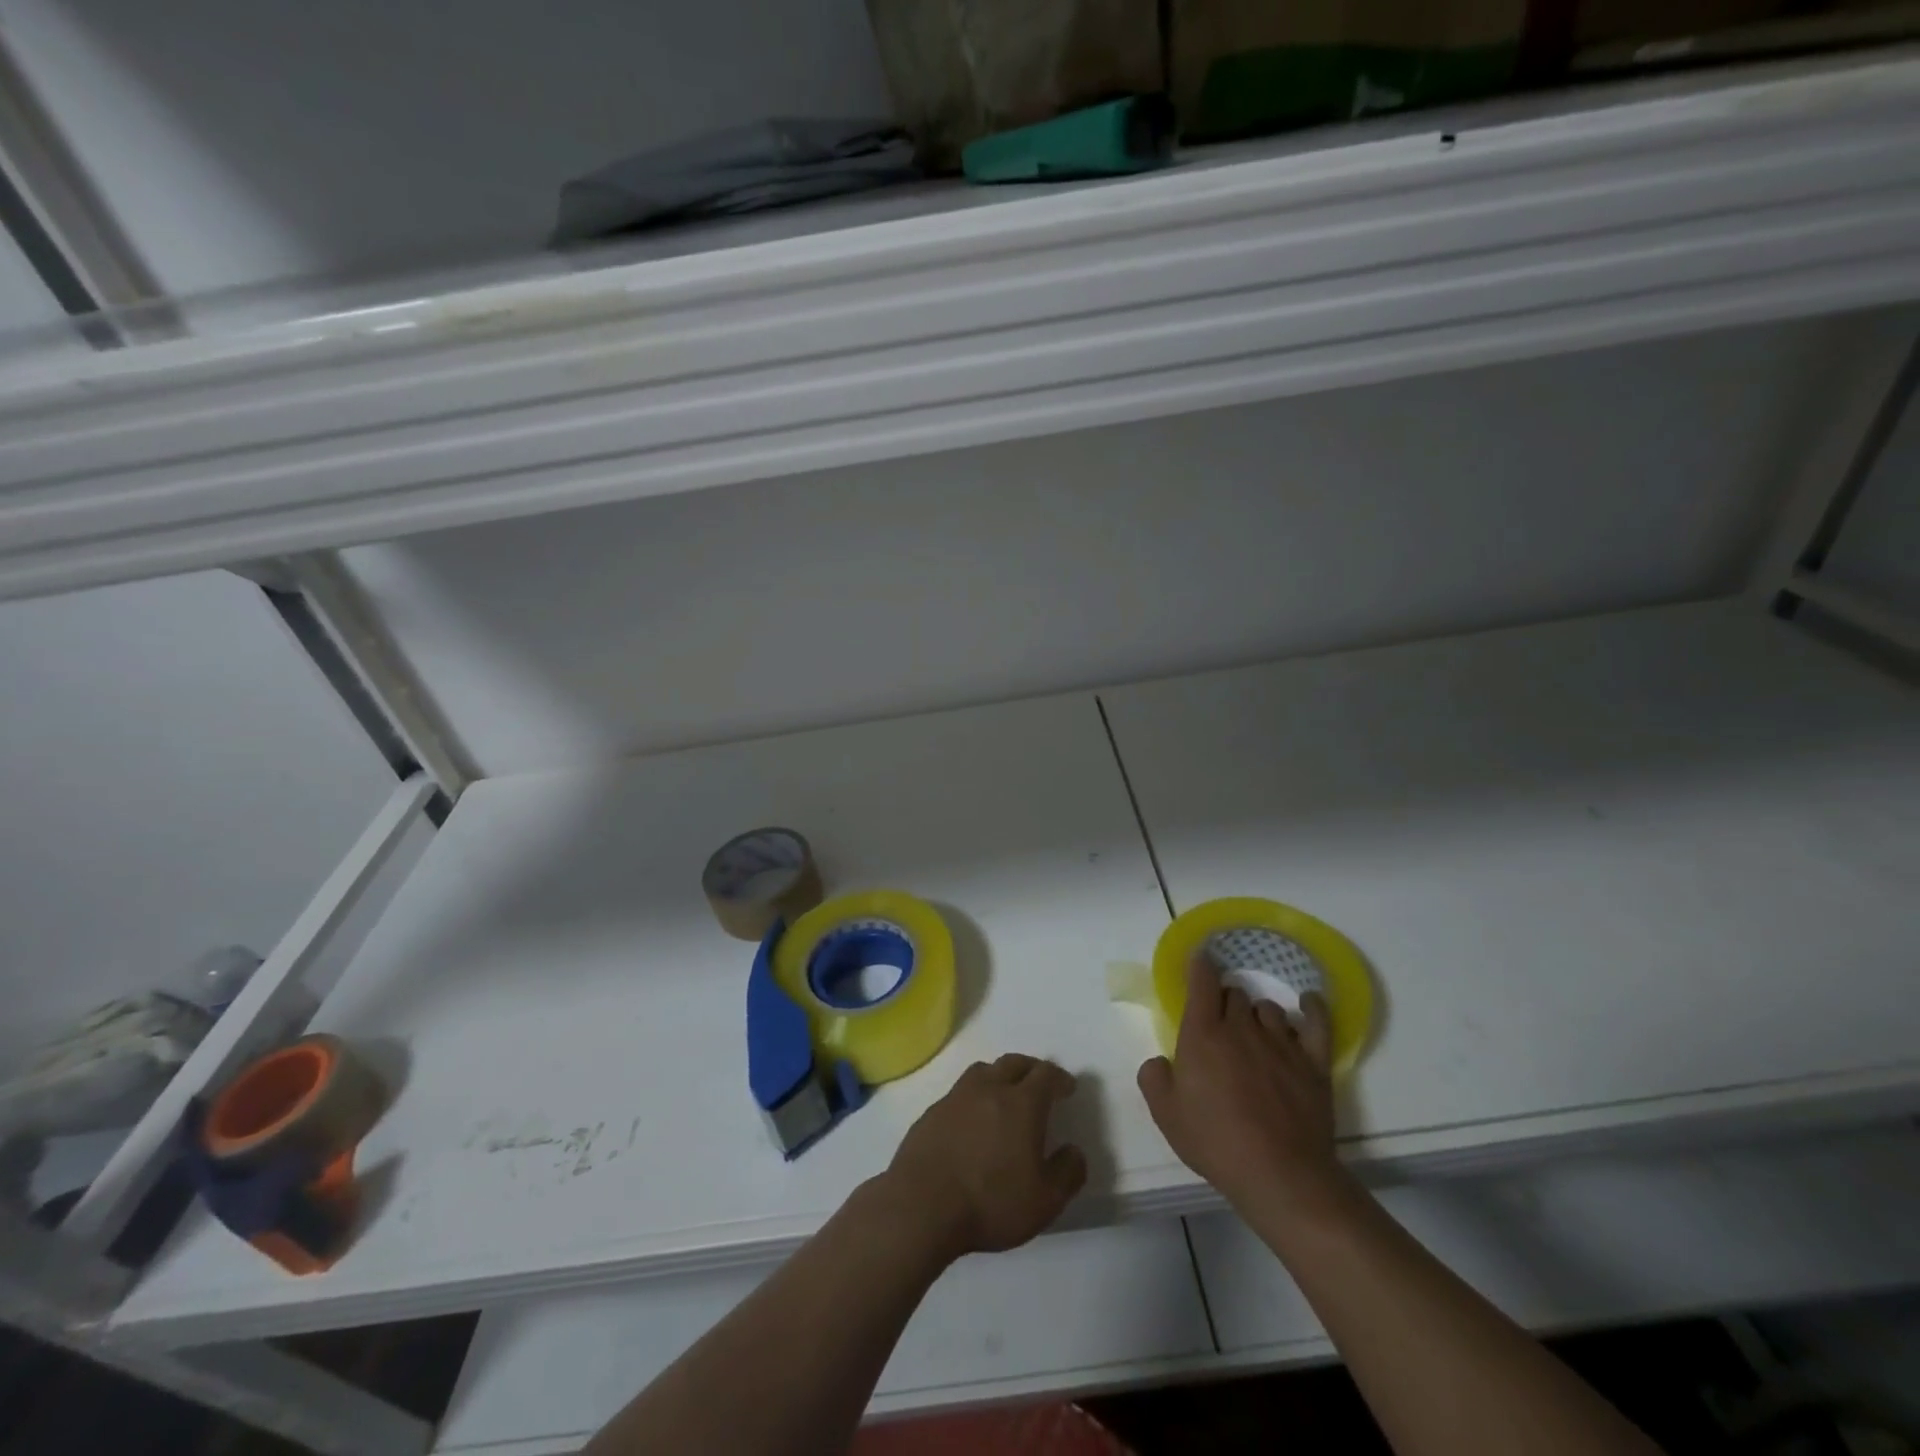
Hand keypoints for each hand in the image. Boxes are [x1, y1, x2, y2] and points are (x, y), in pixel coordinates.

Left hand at [879, 1054, 1086, 1261]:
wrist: (922, 1205)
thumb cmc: (991, 1202)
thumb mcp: (1044, 1201)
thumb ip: (1068, 1173)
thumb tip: (1074, 1151)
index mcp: (1021, 1103)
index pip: (1046, 1074)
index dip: (1059, 1078)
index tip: (1067, 1088)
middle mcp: (989, 1088)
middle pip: (1014, 1063)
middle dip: (1031, 1069)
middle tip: (1039, 1083)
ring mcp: (957, 1096)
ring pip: (983, 1070)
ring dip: (1000, 1075)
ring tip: (1005, 1093)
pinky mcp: (932, 1111)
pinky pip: (960, 1091)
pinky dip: (974, 1096)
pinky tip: (972, 1119)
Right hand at [1138, 957, 1342, 1218]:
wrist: (1280, 1174)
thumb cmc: (1215, 1142)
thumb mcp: (1166, 1114)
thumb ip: (1154, 1077)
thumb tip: (1160, 1061)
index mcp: (1203, 1034)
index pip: (1202, 981)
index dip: (1200, 966)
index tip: (1200, 961)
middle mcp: (1241, 1028)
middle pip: (1235, 993)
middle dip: (1226, 1000)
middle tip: (1221, 1023)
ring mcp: (1281, 1043)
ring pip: (1269, 1008)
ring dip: (1258, 1014)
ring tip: (1256, 1034)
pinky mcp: (1313, 1063)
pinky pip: (1316, 1022)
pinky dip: (1311, 1008)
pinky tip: (1307, 1004)